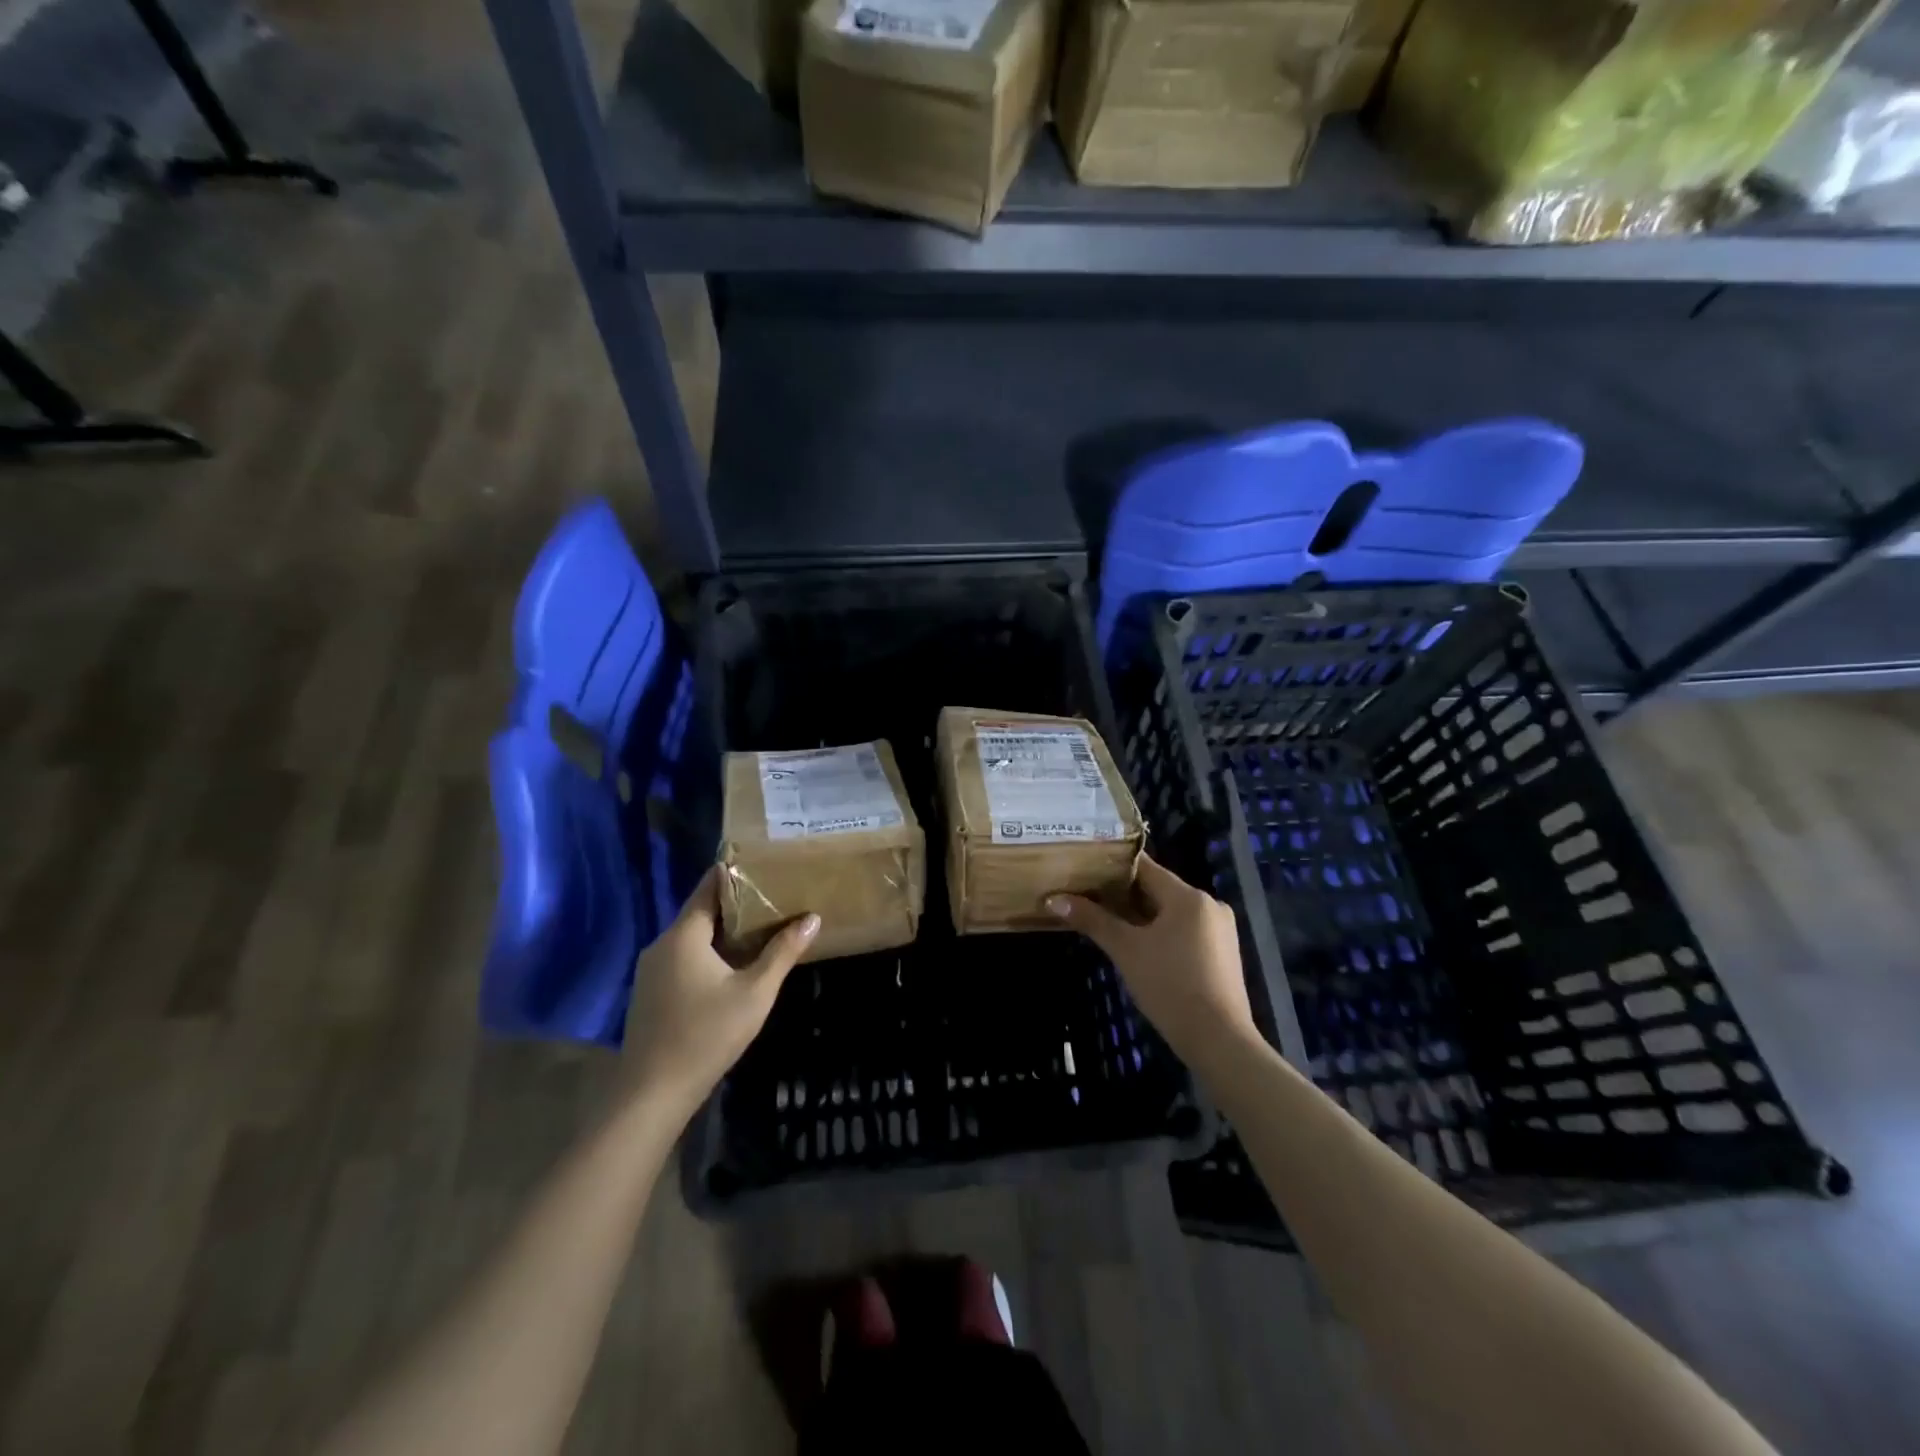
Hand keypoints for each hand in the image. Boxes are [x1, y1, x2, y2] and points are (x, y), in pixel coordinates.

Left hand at [620, 867, 817, 1120]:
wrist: (651, 1094)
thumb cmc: (706, 1035)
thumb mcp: (755, 993)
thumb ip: (783, 952)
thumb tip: (812, 919)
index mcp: (684, 935)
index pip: (709, 886)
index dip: (736, 873)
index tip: (764, 866)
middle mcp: (662, 944)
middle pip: (701, 911)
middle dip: (736, 904)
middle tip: (773, 897)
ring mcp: (651, 970)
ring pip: (692, 937)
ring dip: (723, 931)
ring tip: (760, 928)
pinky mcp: (650, 993)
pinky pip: (682, 958)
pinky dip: (707, 953)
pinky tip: (732, 966)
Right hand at [1048, 856, 1255, 1070]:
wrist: (1218, 1040)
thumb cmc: (1169, 985)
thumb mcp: (1126, 950)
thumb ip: (1092, 920)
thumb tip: (1054, 899)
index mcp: (1189, 896)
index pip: (1145, 867)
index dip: (1113, 867)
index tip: (1085, 869)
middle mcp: (1210, 905)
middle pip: (1158, 889)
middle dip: (1123, 895)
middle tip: (1087, 898)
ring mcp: (1220, 931)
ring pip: (1171, 912)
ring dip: (1140, 916)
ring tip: (1106, 921)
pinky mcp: (1223, 954)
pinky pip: (1185, 931)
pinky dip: (1161, 932)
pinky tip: (1138, 946)